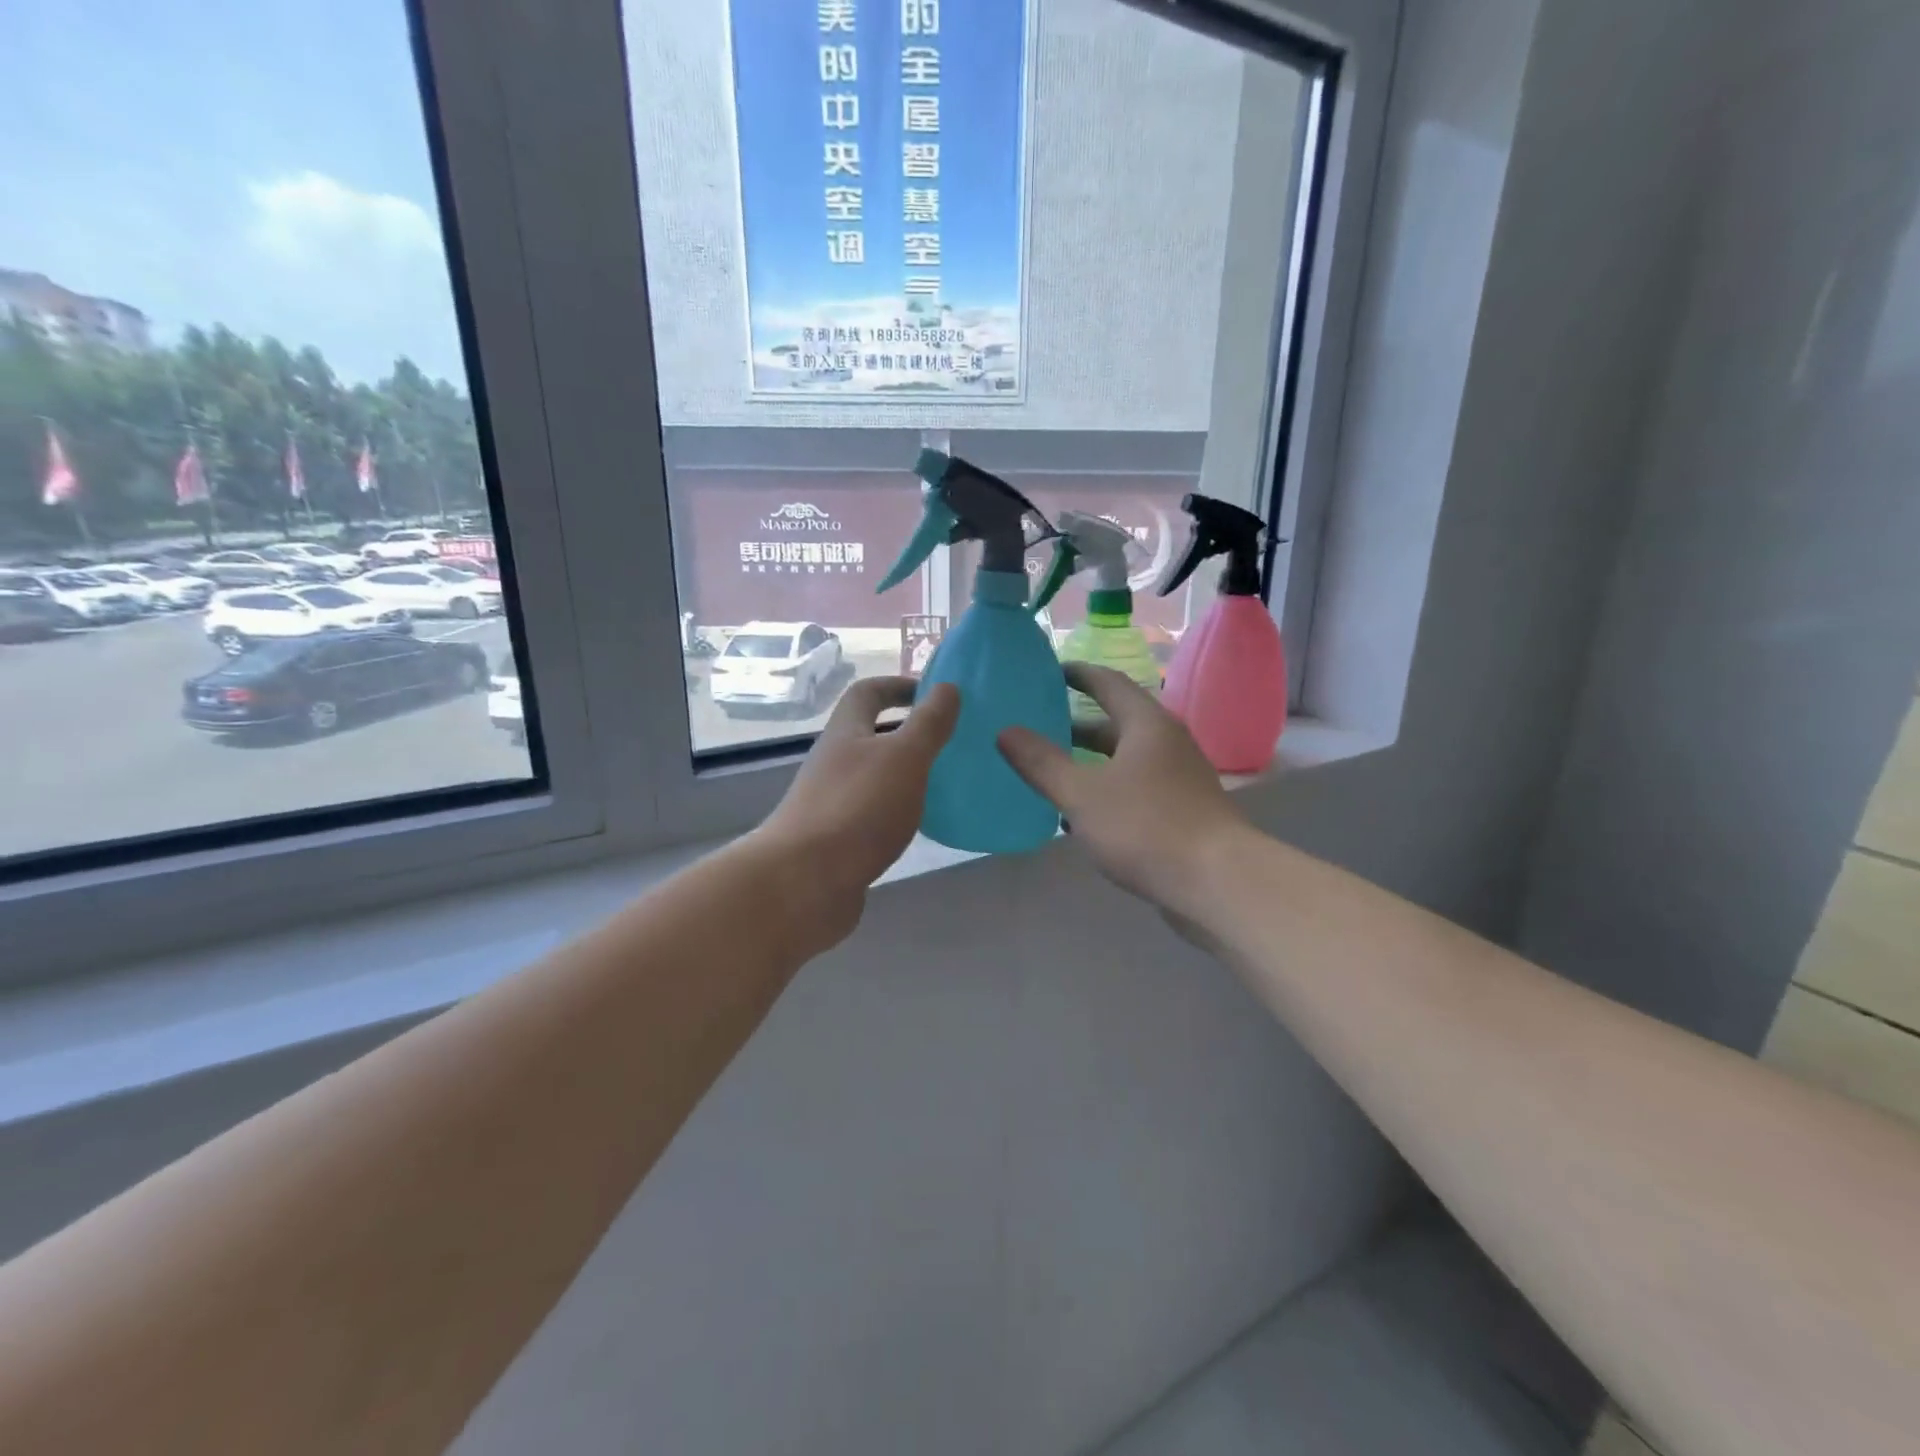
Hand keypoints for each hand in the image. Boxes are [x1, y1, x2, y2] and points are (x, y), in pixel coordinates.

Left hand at [751, 676, 959, 951]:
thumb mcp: (904, 758)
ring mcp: (830, 803)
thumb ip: (929, 723)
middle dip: (906, 734)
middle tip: (949, 743)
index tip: (934, 694)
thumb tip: (947, 686)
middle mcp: (833, 763)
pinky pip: (871, 815)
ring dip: (903, 776)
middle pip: (869, 735)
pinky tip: (918, 828)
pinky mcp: (835, 841)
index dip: (898, 686)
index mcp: (845, 734)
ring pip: (872, 777)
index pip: (868, 693)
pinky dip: (895, 813)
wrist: (804, 883)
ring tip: (943, 785)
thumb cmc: (858, 809)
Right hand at [997, 664, 1248, 915]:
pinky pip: (1136, 789)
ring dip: (1090, 762)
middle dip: (1077, 725)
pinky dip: (1107, 791)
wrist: (1217, 882)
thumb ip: (1041, 762)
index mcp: (1146, 725)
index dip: (1078, 674)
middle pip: (1118, 723)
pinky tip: (1080, 816)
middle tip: (1038, 726)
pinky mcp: (1183, 811)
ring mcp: (1179, 778)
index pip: (1108, 683)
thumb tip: (1005, 731)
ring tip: (1051, 770)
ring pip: (1126, 760)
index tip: (1049, 671)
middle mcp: (1167, 743)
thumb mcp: (1082, 794)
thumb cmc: (1145, 827)